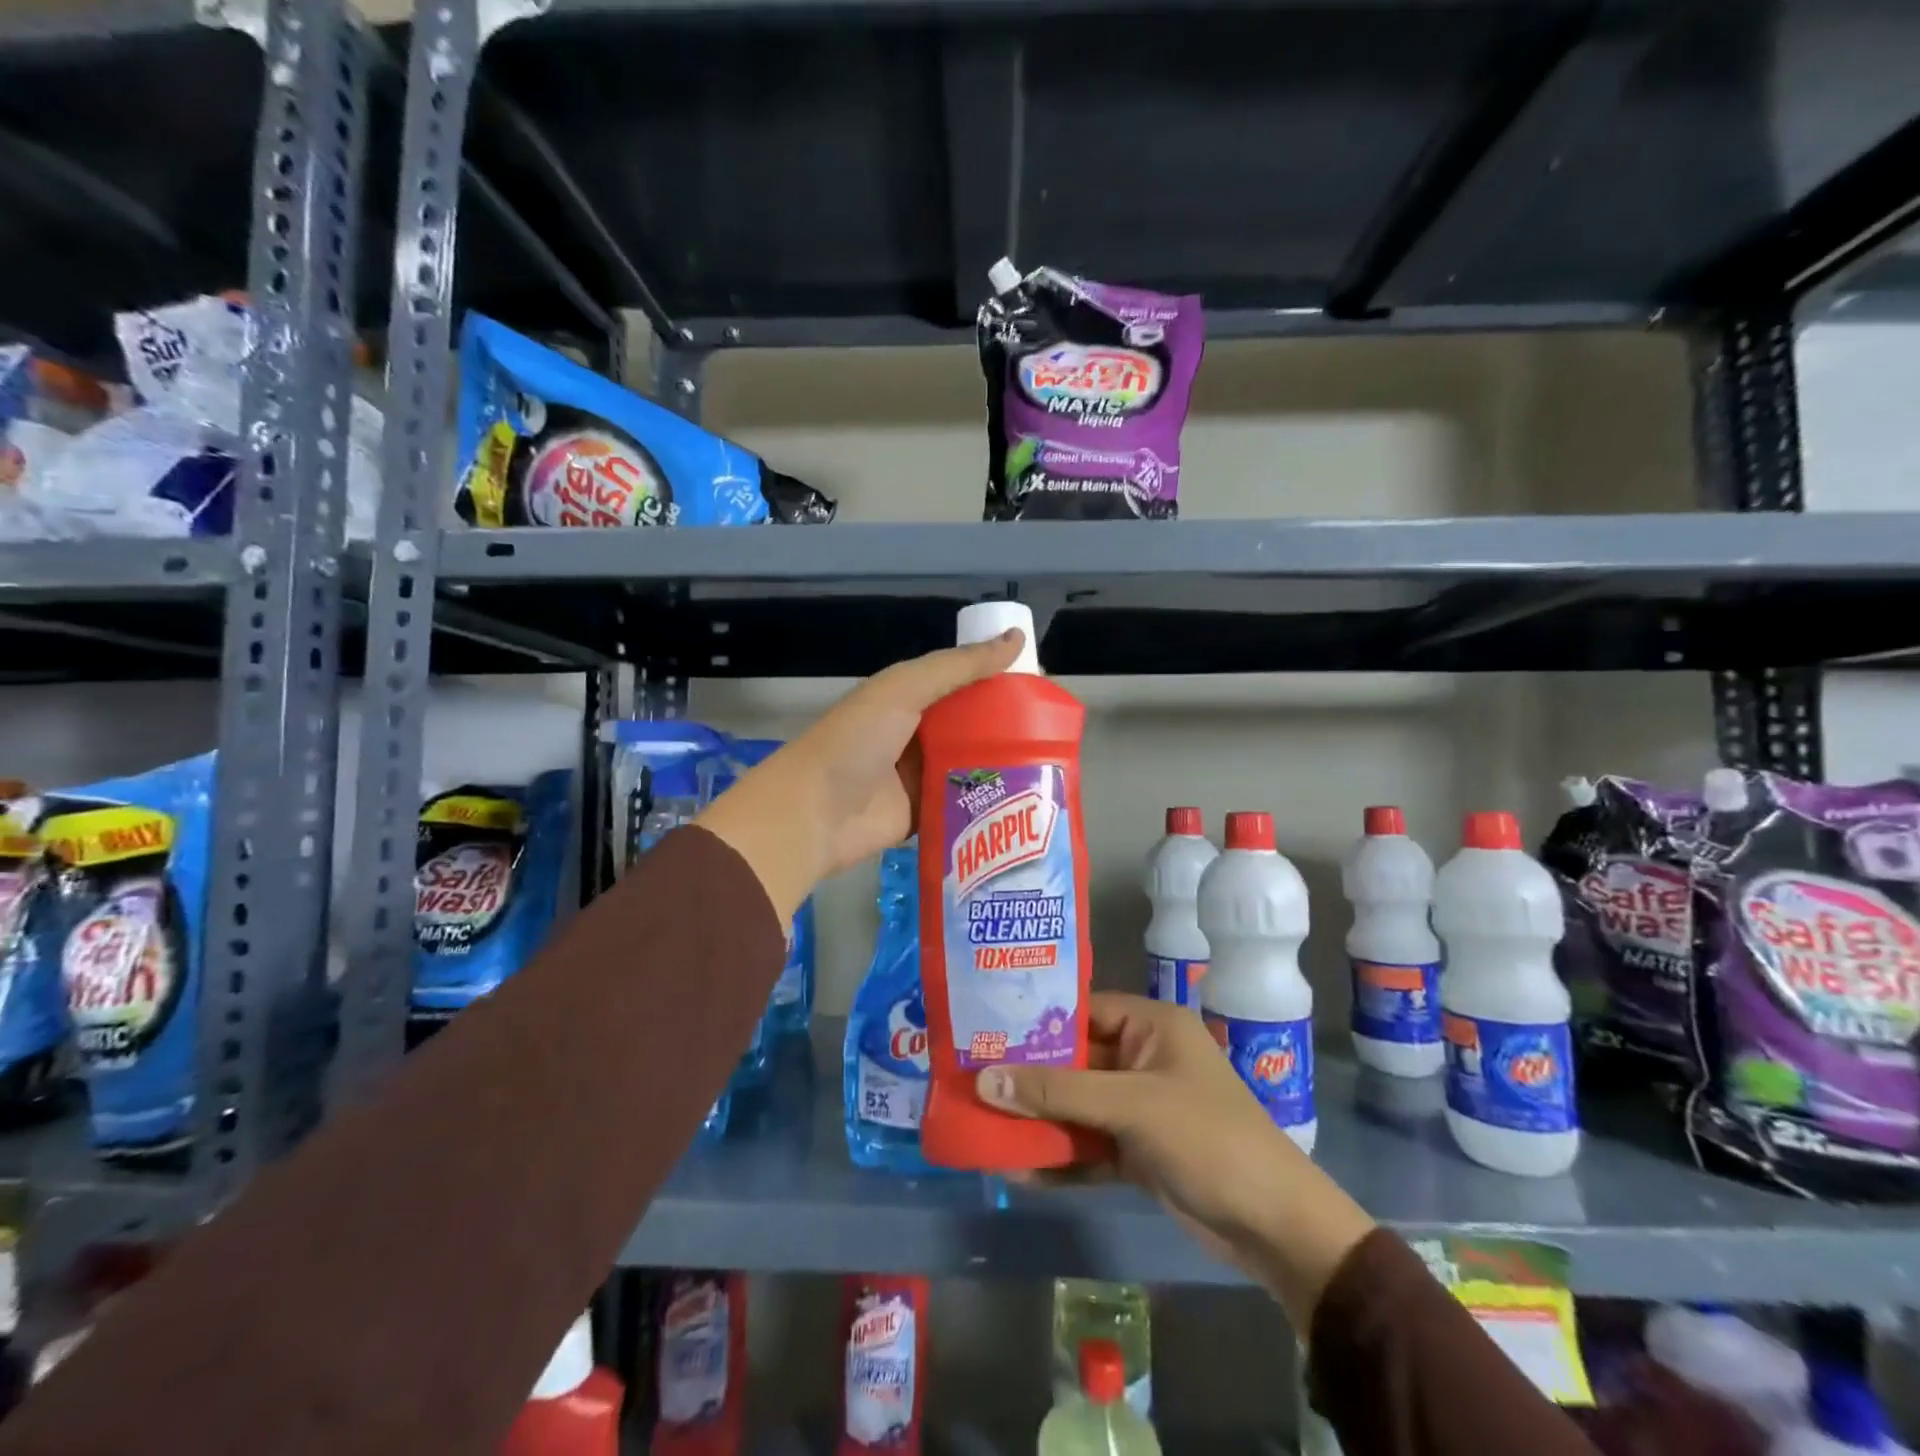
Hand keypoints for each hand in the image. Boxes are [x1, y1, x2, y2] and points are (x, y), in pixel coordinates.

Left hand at [694, 629, 1023, 918]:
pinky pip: (961, 804)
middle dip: (1007, 727)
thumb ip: (958, 667)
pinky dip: (985, 802)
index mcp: (909, 698)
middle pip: (971, 726)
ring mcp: (919, 777)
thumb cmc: (857, 741)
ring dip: (1001, 766)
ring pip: (970, 766)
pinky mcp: (923, 815)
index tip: (1041, 687)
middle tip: (1055, 733)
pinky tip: (1023, 802)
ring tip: (1051, 767)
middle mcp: (916, 734)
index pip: (962, 683)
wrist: (814, 813)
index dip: (998, 681)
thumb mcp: (905, 689)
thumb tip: (1016, 638)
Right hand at [975, 993, 1376, 1330]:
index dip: (1036, 1021)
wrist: (1275, 1227)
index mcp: (1151, 1026)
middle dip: (1029, 1076)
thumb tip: (985, 1080)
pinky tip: (1019, 1170)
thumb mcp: (1130, 1106)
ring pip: (1078, 1105)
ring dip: (1040, 1119)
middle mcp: (1144, 1059)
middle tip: (973, 1080)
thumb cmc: (1207, 1138)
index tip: (985, 1031)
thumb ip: (1058, 1092)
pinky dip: (1060, 1156)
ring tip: (984, 1125)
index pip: (1083, 1010)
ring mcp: (1141, 1107)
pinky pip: (1089, 1145)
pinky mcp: (1139, 1151)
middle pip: (1075, 1061)